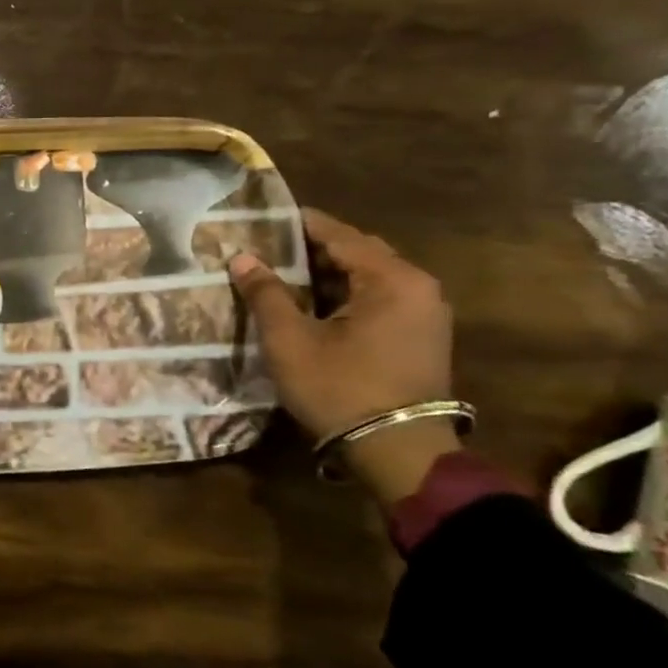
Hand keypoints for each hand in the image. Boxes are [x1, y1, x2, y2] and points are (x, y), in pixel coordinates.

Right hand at [229, 209, 458, 502]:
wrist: (397, 452)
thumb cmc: (340, 387)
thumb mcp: (290, 339)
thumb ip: (266, 293)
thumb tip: (241, 257)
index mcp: (392, 279)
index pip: (341, 236)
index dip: (302, 224)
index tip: (268, 215)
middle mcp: (418, 287)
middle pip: (361, 252)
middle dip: (317, 247)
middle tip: (272, 245)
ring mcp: (426, 314)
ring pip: (371, 277)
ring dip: (332, 272)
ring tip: (287, 272)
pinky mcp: (423, 338)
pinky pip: (382, 299)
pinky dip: (349, 293)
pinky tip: (317, 303)